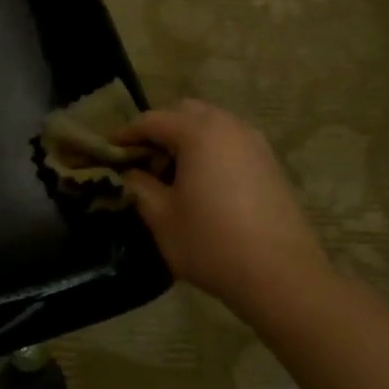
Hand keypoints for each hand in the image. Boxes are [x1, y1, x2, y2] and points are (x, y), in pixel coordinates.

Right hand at [115, 99, 331, 312]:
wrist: (280, 275)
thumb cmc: (210, 243)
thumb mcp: (160, 217)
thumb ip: (139, 186)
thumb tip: (131, 173)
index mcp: (198, 133)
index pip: (151, 120)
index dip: (125, 134)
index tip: (107, 152)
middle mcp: (229, 126)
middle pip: (185, 113)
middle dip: (159, 132)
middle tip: (143, 163)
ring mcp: (255, 143)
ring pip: (211, 126)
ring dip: (186, 141)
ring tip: (172, 176)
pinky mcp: (270, 163)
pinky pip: (230, 143)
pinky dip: (210, 152)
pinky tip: (202, 186)